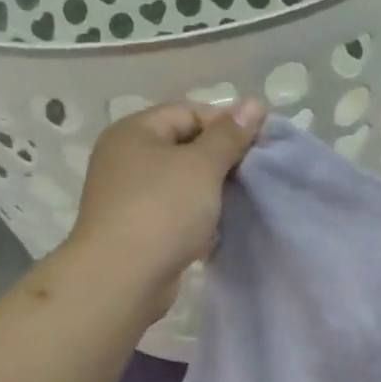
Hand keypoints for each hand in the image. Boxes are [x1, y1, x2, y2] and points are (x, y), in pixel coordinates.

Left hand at [64, 99, 265, 315]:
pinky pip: (175, 212)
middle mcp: (126, 158)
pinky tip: (219, 228)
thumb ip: (229, 136)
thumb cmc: (163, 210)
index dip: (225, 124)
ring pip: (181, 182)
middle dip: (220, 159)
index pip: (187, 112)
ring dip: (211, 191)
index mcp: (134, 132)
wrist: (123, 277)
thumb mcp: (202, 166)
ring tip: (240, 201)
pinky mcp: (137, 229)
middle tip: (253, 175)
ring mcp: (129, 196)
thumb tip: (254, 104)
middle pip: (183, 146)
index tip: (257, 147)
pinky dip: (197, 217)